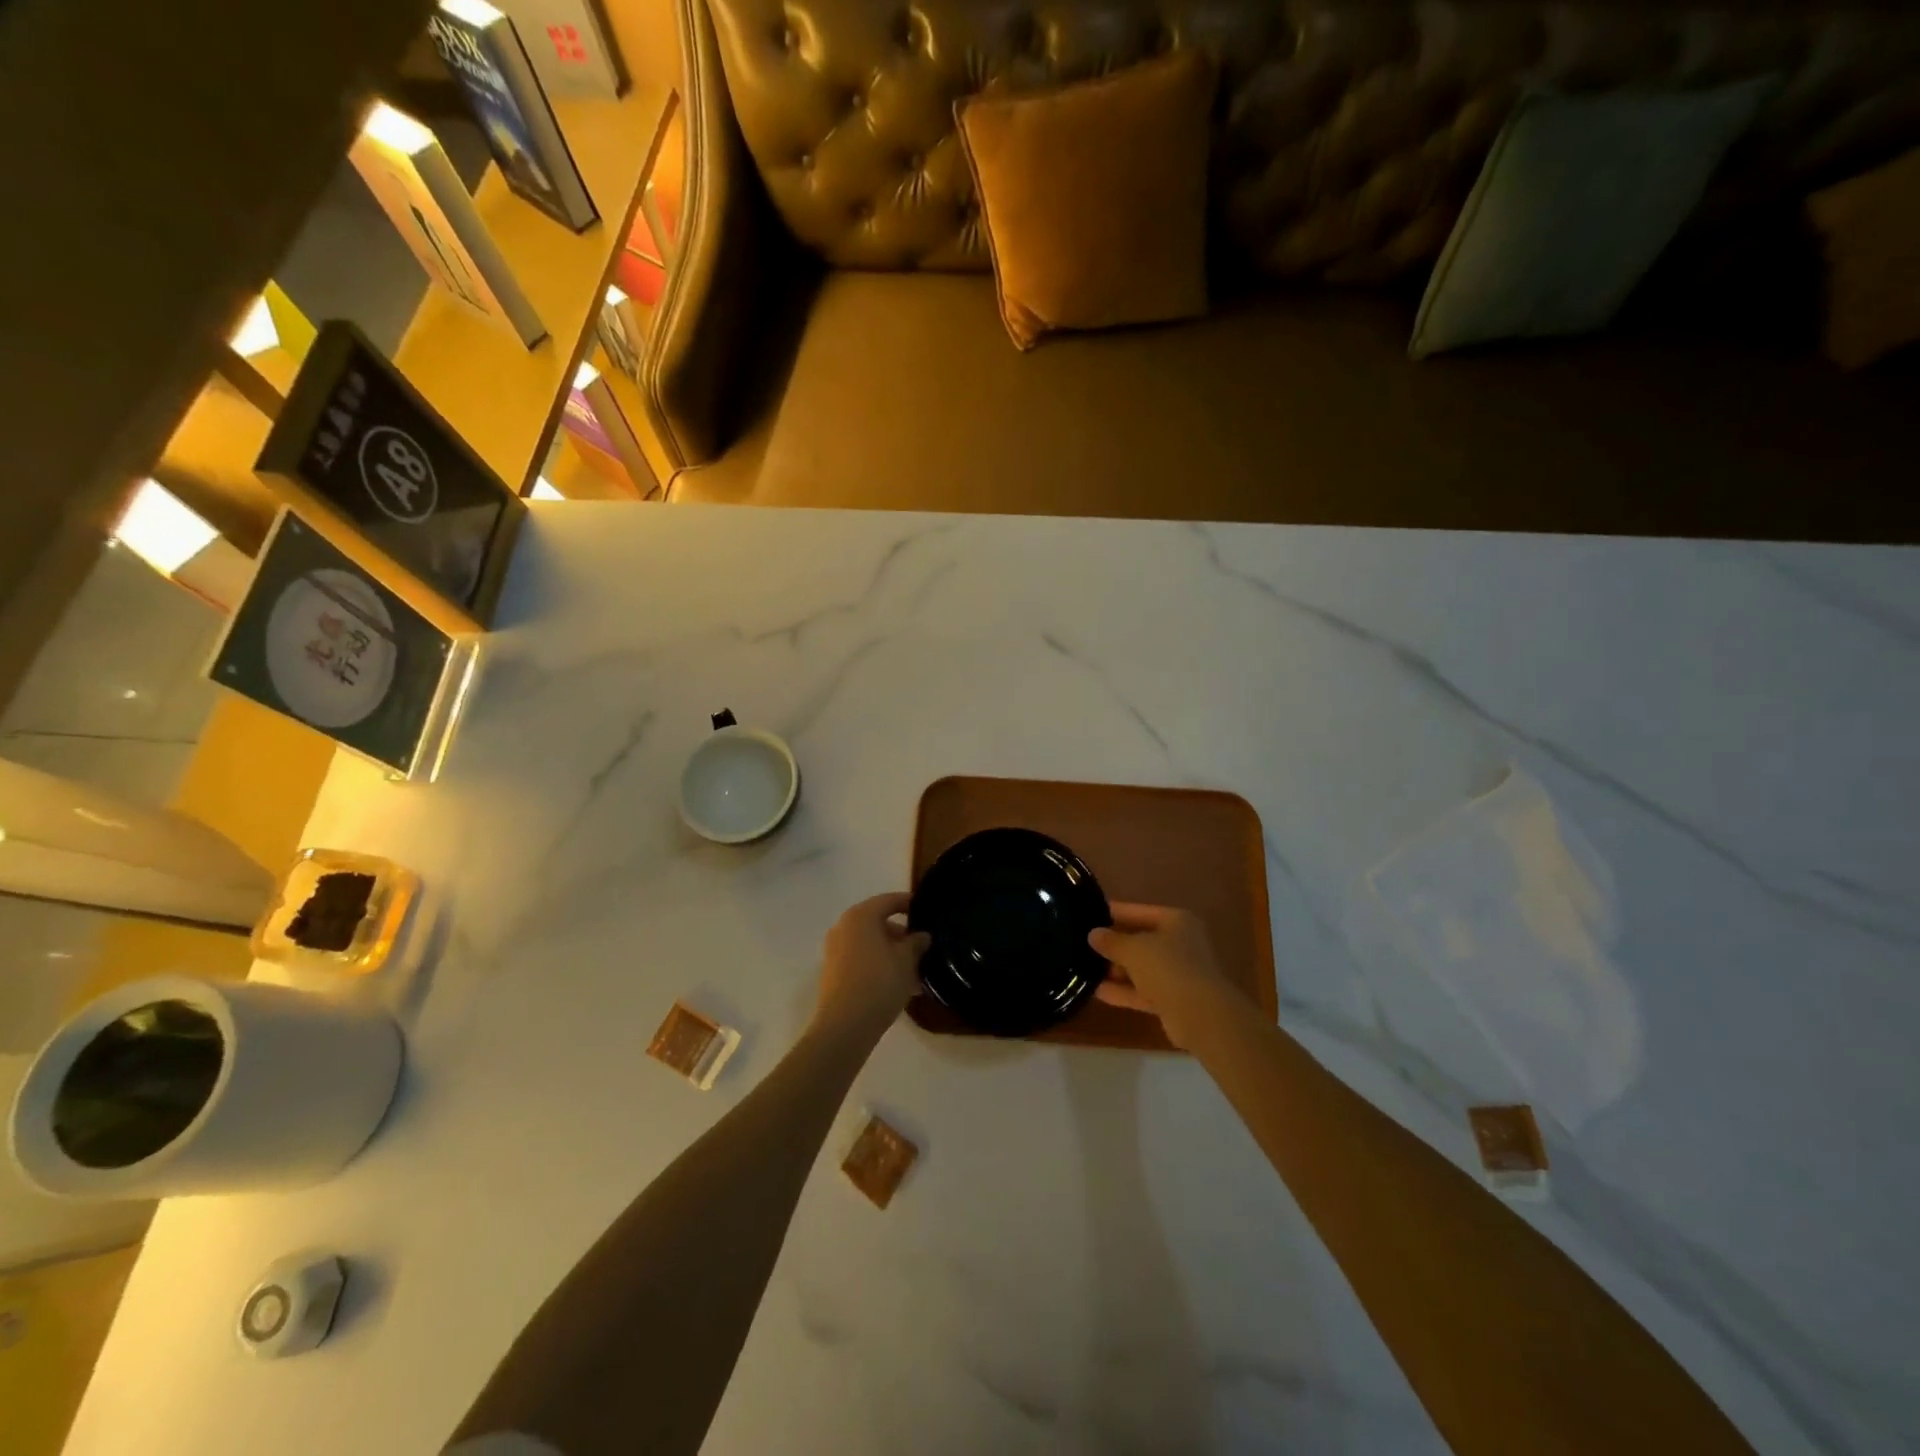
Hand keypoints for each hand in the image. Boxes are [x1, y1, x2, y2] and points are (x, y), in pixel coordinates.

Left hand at [814, 893, 928, 1036]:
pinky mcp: (833, 973)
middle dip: (903, 935)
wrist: (845, 1026)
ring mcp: (835, 950)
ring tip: (916, 973)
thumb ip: (916, 943)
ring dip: (893, 954)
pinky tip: (900, 986)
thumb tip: (922, 935)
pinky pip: (862, 960)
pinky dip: (880, 966)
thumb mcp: (907, 960)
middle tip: (924, 949)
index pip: (889, 900)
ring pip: (871, 944)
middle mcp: (844, 927)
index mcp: (861, 916)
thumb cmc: (879, 982)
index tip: (927, 912)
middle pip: (879, 923)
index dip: (910, 904)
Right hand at [1091, 903, 1237, 1048]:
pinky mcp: (1173, 999)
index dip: (1113, 912)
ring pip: (1141, 968)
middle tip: (1082, 944)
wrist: (1200, 1014)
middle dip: (1113, 945)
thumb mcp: (1133, 949)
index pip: (1138, 911)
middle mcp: (1180, 944)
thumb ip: (1111, 941)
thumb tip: (1093, 934)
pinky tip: (1096, 991)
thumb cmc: (1168, 967)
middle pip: (1140, 940)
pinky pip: (1142, 990)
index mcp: (1176, 921)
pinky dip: (1123, 991)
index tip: (1088, 914)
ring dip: (1115, 970)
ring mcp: (1178, 973)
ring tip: (1083, 968)